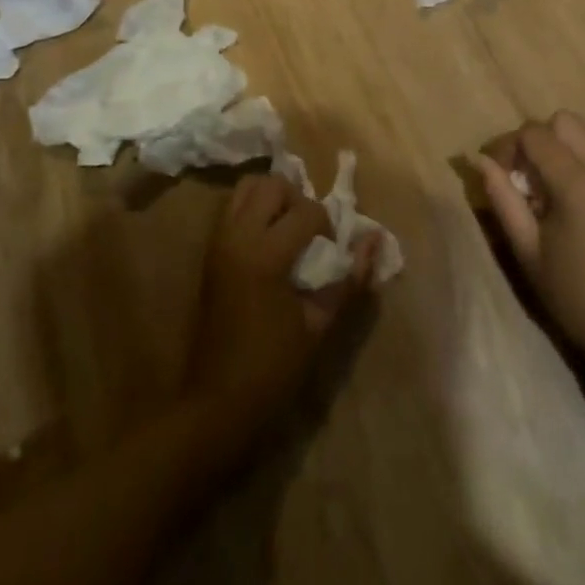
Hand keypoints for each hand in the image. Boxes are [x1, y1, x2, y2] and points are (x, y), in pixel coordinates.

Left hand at [184, 173, 374, 439]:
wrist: (218, 399)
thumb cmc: (273, 367)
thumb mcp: (320, 324)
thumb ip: (350, 278)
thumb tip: (375, 239)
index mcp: (265, 255)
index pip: (306, 211)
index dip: (327, 226)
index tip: (330, 253)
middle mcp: (238, 236)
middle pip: (273, 184)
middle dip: (298, 200)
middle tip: (310, 233)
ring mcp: (219, 240)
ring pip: (248, 186)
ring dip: (273, 198)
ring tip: (288, 229)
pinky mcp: (209, 249)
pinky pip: (232, 206)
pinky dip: (253, 208)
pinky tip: (269, 238)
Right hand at [476, 112, 584, 395]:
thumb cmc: (575, 295)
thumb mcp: (528, 250)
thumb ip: (502, 198)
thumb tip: (477, 160)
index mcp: (577, 183)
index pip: (534, 134)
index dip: (506, 145)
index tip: (493, 173)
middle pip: (562, 120)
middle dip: (534, 137)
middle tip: (518, 173)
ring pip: (584, 130)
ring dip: (557, 144)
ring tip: (541, 183)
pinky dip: (576, 156)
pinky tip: (564, 195)